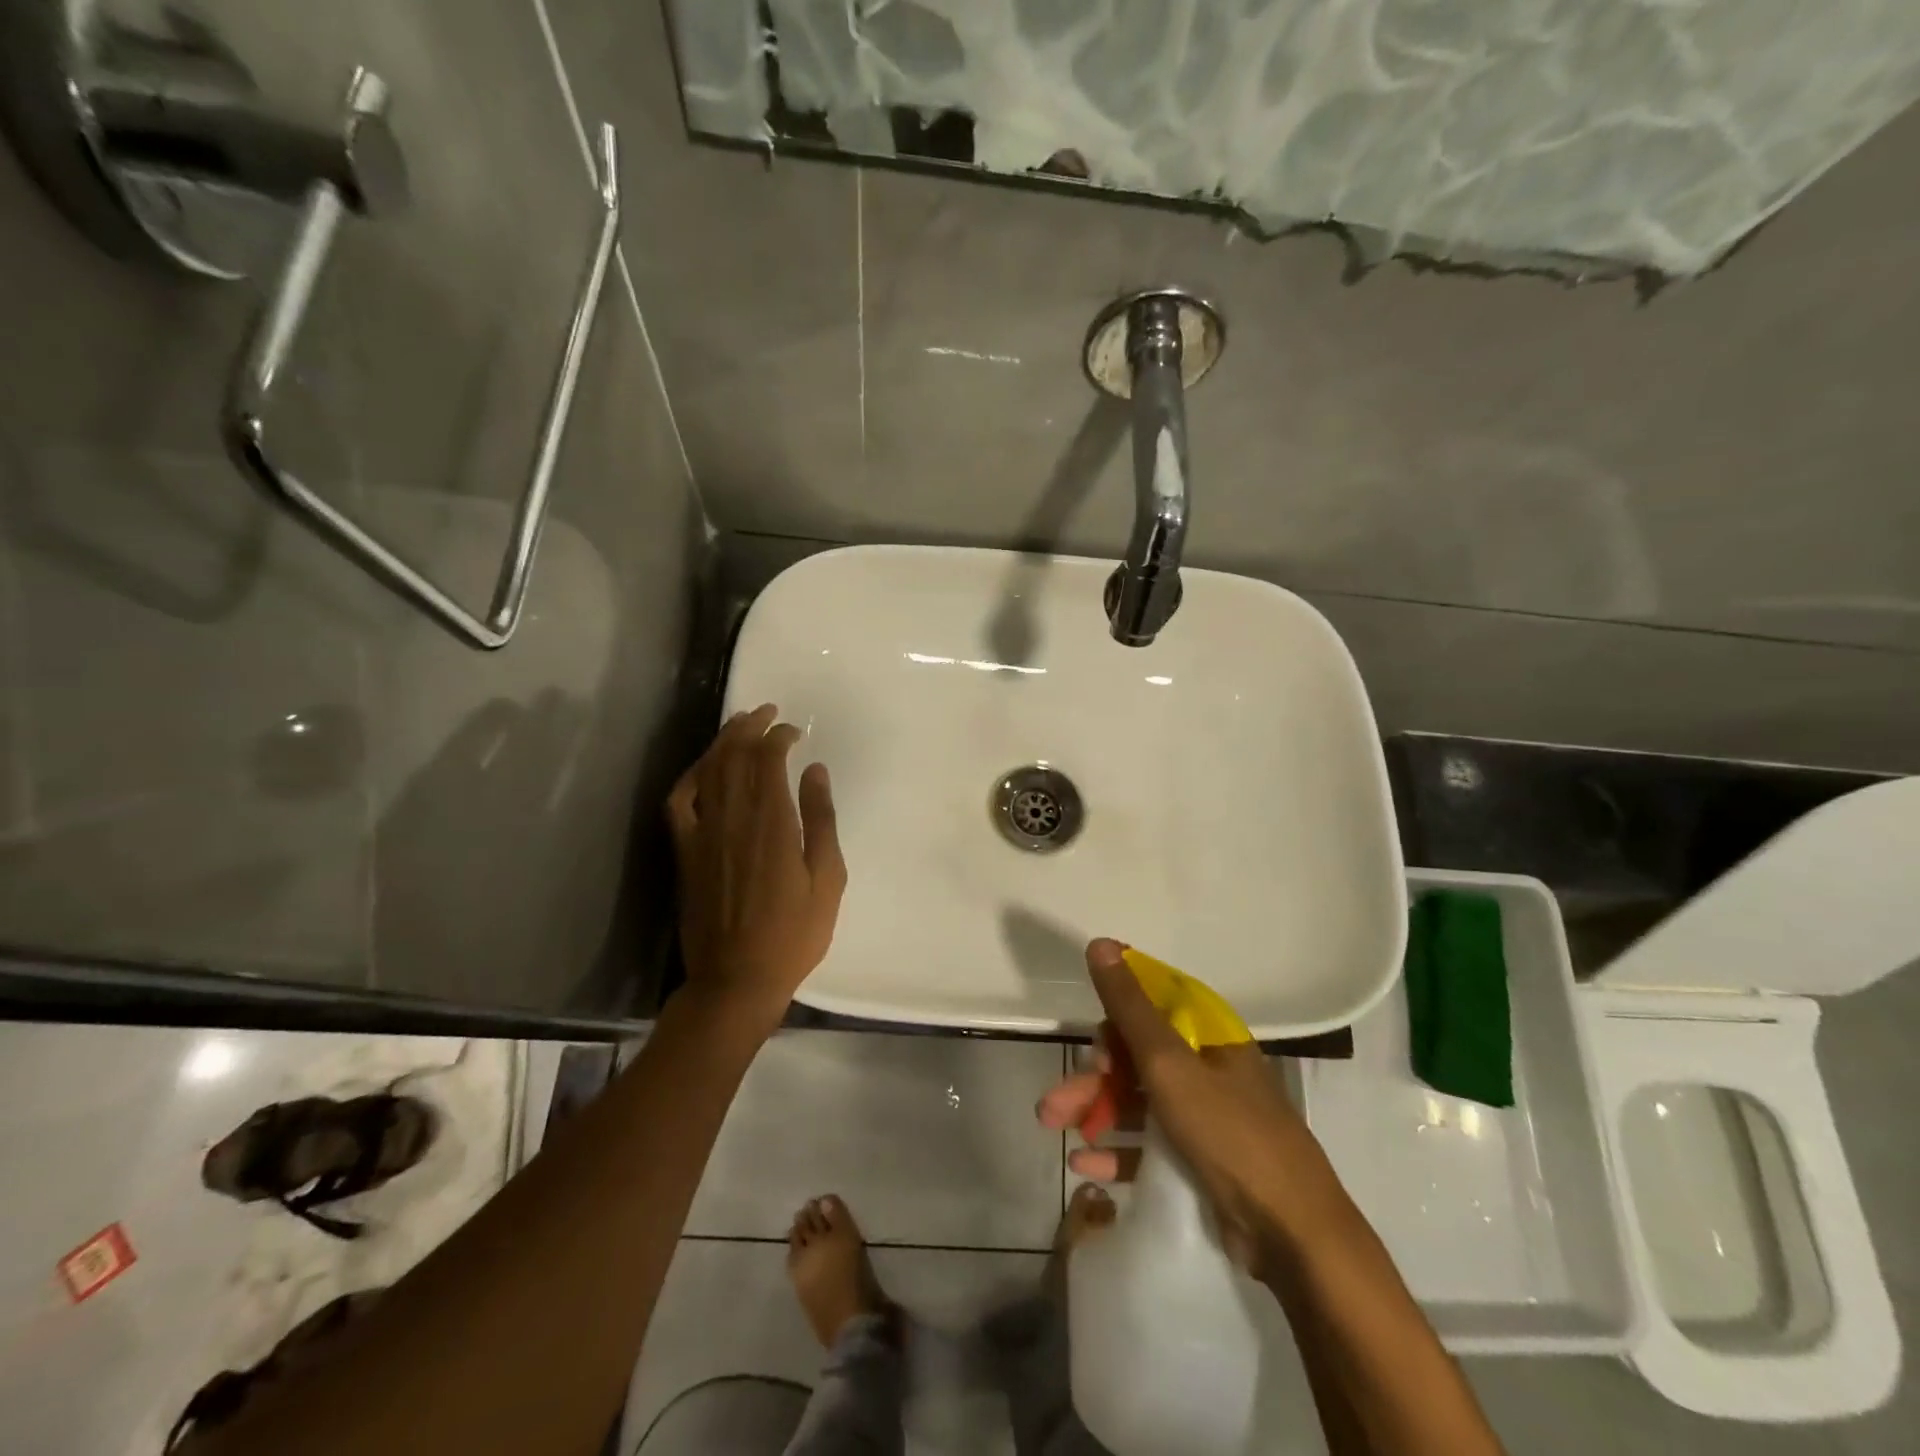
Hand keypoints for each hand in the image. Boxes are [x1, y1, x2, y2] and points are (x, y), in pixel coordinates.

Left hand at [666, 704, 845, 1030]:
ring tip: (739, 724)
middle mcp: (732, 819)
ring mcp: (702, 834)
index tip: (796, 732)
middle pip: (734, 756)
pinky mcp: (685, 852)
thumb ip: (821, 821)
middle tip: (767, 711)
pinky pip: (679, 802)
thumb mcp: (828, 879)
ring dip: (723, 742)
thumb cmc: (793, 934)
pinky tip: (702, 767)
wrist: (736, 979)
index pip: (767, 760)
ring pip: (707, 771)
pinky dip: (690, 776)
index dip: (779, 737)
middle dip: (750, 727)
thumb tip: (815, 771)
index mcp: (772, 824)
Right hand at [1038, 939, 1336, 1275]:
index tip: (1087, 1037)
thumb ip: (1130, 1006)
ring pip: (1137, 1100)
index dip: (1114, 1014)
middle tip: (1053, 1105)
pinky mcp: (1200, 1161)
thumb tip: (1100, 943)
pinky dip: (1117, 1149)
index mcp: (1208, 1035)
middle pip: (1136, 1057)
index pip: (1152, 1003)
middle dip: (1092, 1077)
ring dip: (1095, 1111)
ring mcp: (1204, 1116)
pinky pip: (1149, 1144)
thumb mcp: (1169, 1064)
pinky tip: (1084, 1163)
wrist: (1293, 1236)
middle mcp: (1206, 1068)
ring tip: (1055, 1130)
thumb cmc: (1229, 1133)